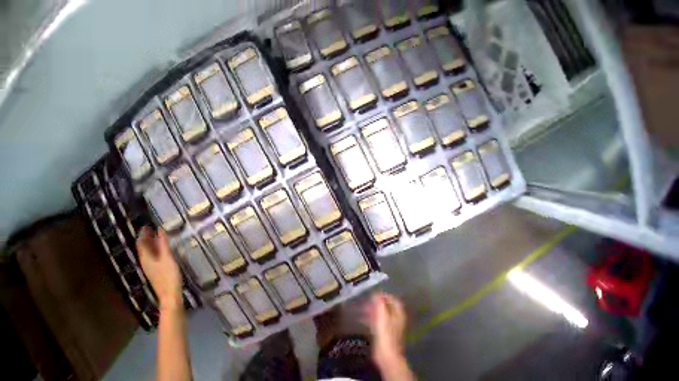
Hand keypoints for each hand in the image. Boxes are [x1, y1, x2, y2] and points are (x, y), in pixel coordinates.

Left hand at [137, 227, 182, 310]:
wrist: (171, 299)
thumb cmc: (168, 277)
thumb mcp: (167, 258)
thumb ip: (163, 243)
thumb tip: (160, 229)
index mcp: (145, 257)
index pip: (140, 241)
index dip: (143, 233)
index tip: (148, 225)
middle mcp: (145, 262)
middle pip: (143, 247)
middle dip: (147, 239)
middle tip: (154, 231)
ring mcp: (149, 270)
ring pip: (147, 254)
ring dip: (151, 246)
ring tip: (159, 240)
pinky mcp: (154, 275)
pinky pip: (152, 260)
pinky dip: (155, 253)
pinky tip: (162, 254)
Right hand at [364, 292, 406, 365]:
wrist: (386, 355)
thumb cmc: (385, 336)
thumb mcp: (382, 319)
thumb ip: (380, 306)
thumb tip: (376, 294)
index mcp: (398, 314)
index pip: (393, 300)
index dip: (383, 296)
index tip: (372, 294)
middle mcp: (396, 319)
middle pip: (387, 307)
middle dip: (376, 303)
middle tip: (364, 302)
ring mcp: (390, 327)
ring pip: (382, 315)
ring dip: (373, 311)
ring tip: (361, 309)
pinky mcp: (384, 334)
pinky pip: (378, 323)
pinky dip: (371, 319)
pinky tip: (362, 320)